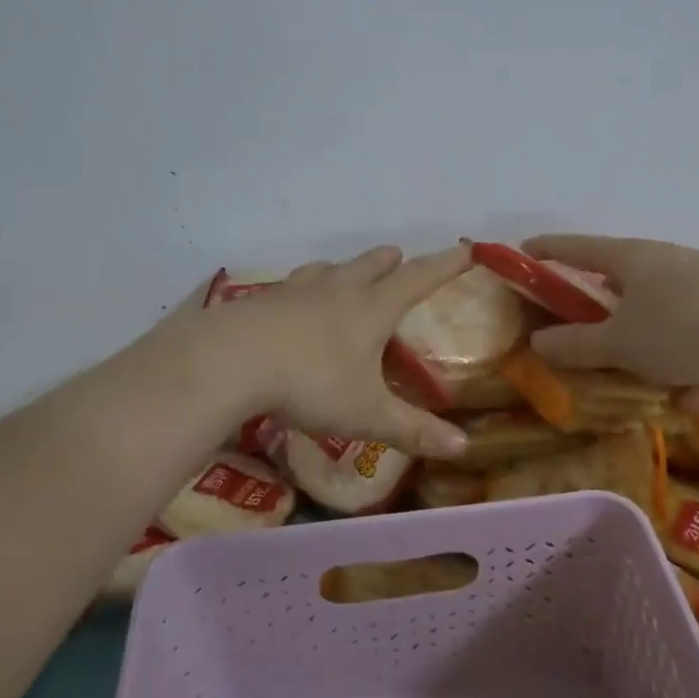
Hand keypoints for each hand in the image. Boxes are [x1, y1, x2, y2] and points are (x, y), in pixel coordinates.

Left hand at [197, 245, 474, 458]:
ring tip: (348, 276)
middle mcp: (339, 288)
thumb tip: (462, 447)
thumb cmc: (311, 383)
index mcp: (372, 308)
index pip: (419, 278)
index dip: (446, 264)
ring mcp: (298, 289)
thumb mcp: (366, 415)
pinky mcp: (264, 299)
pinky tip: (295, 304)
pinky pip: (295, 285)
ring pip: (331, 268)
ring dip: (347, 269)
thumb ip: (413, 430)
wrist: (231, 359)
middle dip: (391, 261)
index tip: (467, 249)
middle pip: (372, 264)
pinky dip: (307, 288)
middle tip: (400, 259)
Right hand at [521, 234, 698, 388]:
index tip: (524, 249)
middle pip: (622, 284)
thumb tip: (539, 342)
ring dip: (663, 357)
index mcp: (630, 258)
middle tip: (601, 343)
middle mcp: (664, 259)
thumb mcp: (621, 345)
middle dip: (611, 320)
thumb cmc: (683, 330)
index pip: (575, 247)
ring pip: (665, 318)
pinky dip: (697, 362)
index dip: (547, 249)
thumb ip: (576, 345)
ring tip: (677, 392)